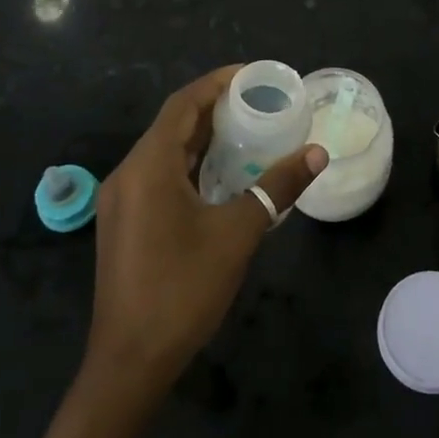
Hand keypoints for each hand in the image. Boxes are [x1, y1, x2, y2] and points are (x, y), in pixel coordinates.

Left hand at [85, 67, 326, 395]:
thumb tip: (317, 154)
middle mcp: (127, 174)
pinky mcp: (125, 223)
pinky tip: (221, 176)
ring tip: (247, 132)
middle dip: (214, 109)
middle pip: (172, 125)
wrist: (131, 362)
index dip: (217, 83)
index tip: (253, 76)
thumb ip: (277, 187)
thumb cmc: (183, 289)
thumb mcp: (238, 233)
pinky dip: (190, 165)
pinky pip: (158, 176)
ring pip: (164, 152)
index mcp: (148, 166)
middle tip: (259, 103)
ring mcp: (121, 201)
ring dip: (202, 138)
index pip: (183, 104)